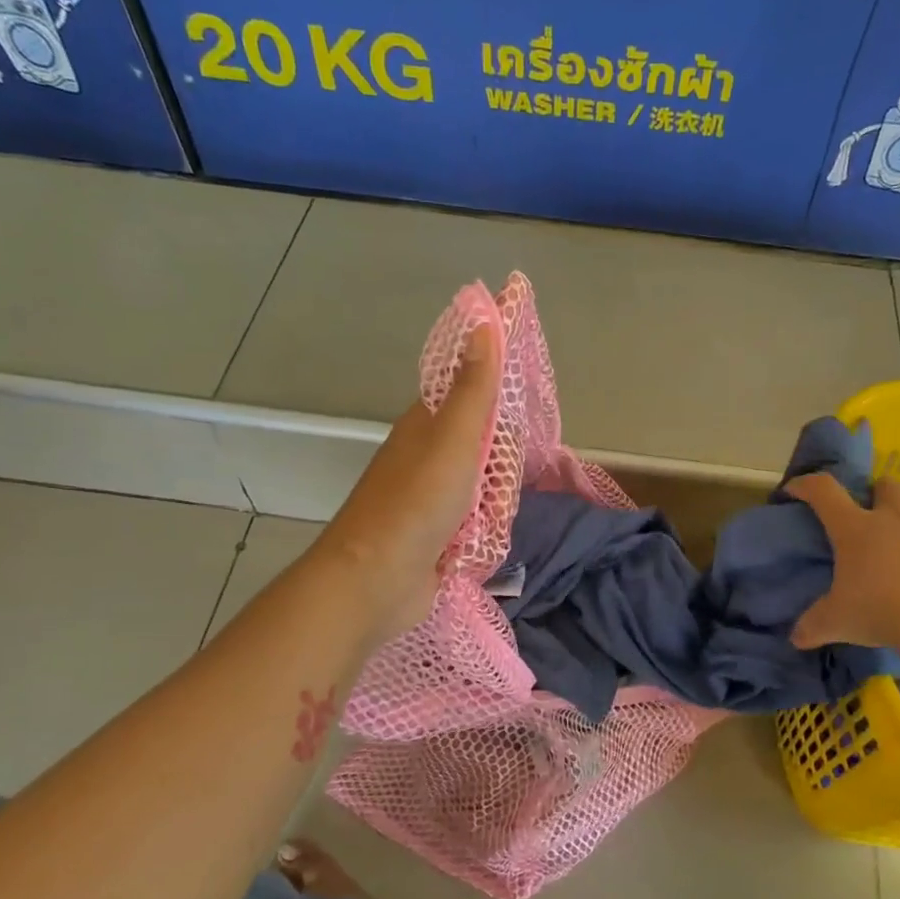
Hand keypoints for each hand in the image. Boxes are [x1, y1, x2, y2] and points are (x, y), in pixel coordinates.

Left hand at [313, 324, 499, 641]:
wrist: (376, 581)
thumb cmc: (417, 502)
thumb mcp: (453, 437)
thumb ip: (474, 385)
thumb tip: (481, 317)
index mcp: (423, 426)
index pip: (468, 395)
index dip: (496, 396)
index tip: (523, 408)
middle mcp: (425, 458)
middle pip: (480, 444)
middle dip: (502, 459)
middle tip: (510, 473)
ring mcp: (429, 500)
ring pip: (482, 486)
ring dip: (496, 499)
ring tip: (496, 511)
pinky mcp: (436, 537)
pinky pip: (476, 522)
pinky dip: (486, 528)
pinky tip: (491, 535)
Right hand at [785, 472, 899, 649]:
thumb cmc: (881, 610)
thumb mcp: (837, 622)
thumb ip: (814, 626)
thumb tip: (796, 638)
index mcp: (856, 530)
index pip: (825, 492)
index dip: (807, 486)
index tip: (795, 490)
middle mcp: (895, 523)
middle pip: (888, 487)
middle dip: (878, 491)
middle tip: (871, 513)